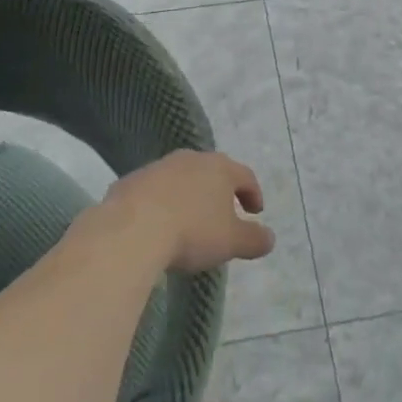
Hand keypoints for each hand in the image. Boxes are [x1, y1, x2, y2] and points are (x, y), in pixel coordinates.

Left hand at [103, 151, 275, 273]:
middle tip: (224, 214)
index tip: (256, 212)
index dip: (253, 193)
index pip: (245, 176)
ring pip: (182, 178)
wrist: (132, 228)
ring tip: (189, 221)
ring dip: (189, 195)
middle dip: (220, 191)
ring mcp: (159, 167)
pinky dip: (161, 203)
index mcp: (219, 168)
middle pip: (212, 172)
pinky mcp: (132, 180)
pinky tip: (158, 225)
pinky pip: (154, 190)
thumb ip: (254, 239)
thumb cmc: (192, 231)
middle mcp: (191, 159)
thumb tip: (270, 237)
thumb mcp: (231, 242)